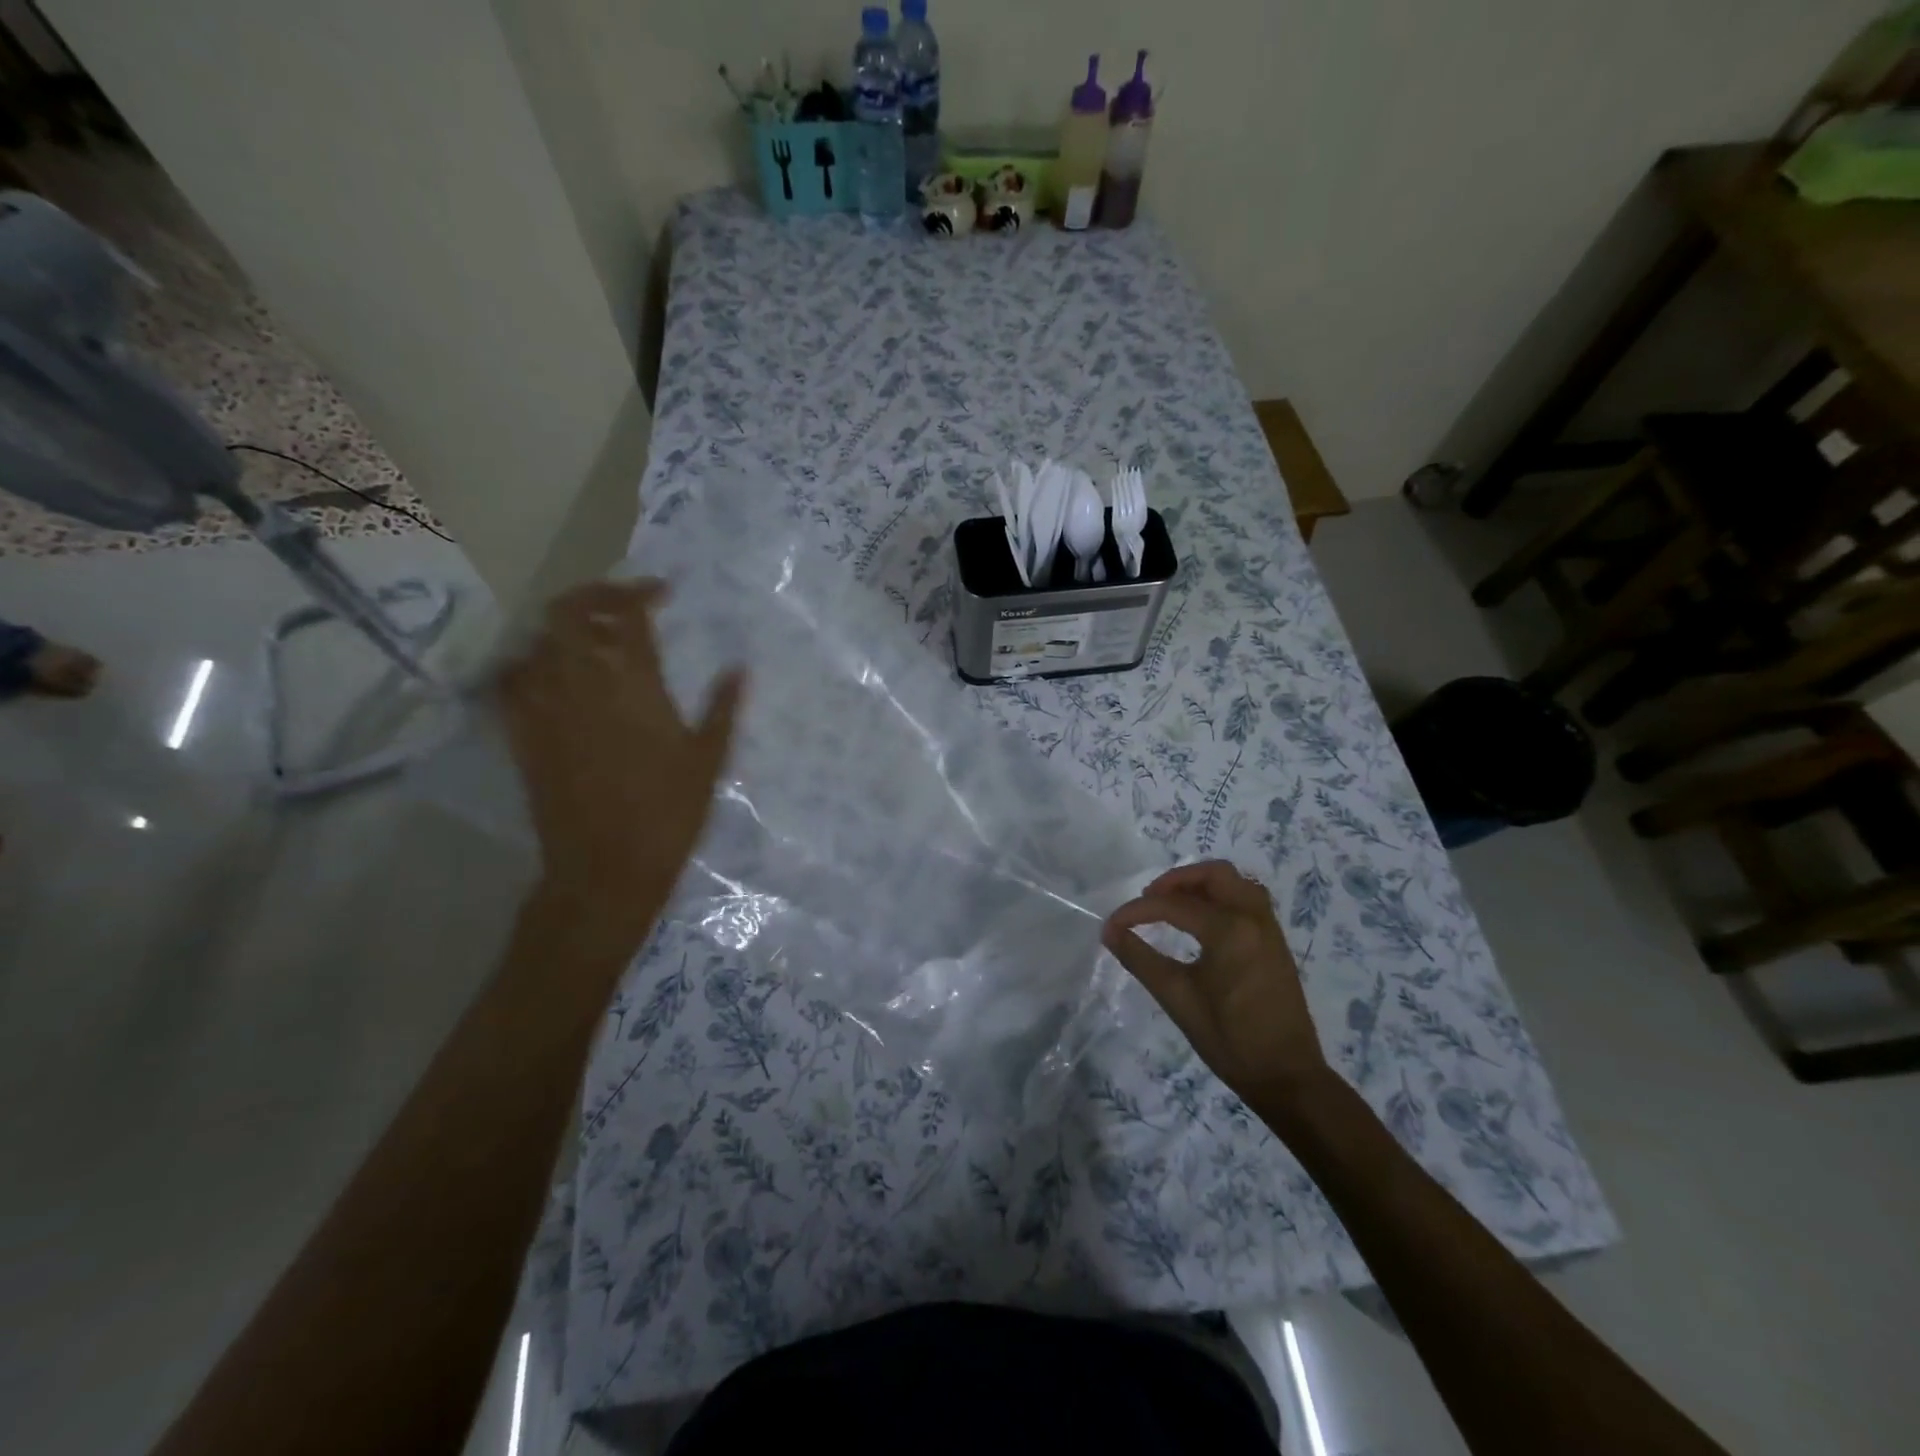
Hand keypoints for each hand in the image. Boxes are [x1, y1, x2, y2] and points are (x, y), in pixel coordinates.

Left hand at [499, 580, 743, 948]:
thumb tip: (739, 669)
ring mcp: (544, 707)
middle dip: (594, 596)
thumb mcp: (709, 760)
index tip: (662, 593)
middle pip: (569, 613)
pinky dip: (527, 666)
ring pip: (537, 642)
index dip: (642, 592)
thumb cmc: (669, 814)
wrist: (606, 867)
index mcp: (634, 686)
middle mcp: (582, 684)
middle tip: (621, 605)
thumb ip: (724, 708)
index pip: (629, 615)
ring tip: (591, 642)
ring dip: (564, 631)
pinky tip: (548, 676)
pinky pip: (509, 681)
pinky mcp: (522, 734)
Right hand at [1103, 860, 1329, 1103]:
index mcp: (1229, 930)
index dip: (1137, 911)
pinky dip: (1221, 897)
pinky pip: (1248, 900)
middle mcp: (1253, 918)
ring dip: (1202, 885)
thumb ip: (1140, 959)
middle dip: (1176, 881)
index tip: (1112, 926)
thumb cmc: (1229, 1040)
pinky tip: (1202, 922)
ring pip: (1235, 883)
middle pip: (1214, 874)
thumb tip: (1110, 932)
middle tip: (1149, 901)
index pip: (1173, 905)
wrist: (1287, 1077)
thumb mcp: (1177, 998)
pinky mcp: (1276, 942)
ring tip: (1174, 906)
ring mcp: (1269, 929)